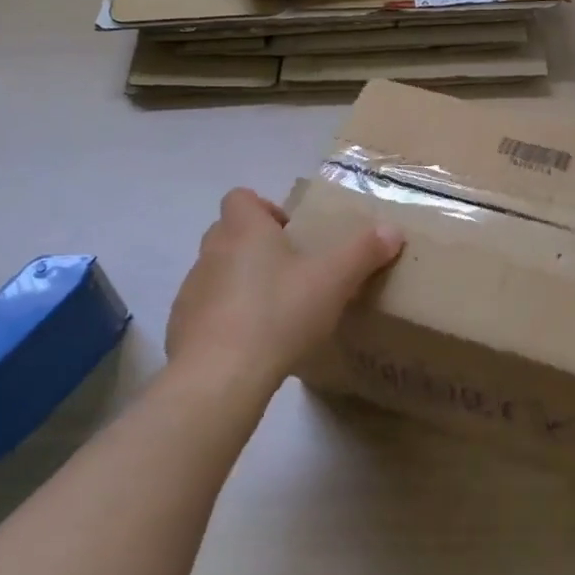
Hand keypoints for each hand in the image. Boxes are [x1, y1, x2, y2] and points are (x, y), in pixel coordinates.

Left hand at [165, 188, 402, 391]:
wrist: (221, 376)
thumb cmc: (279, 312)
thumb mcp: (334, 280)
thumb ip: (364, 252)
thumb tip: (393, 230)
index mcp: (244, 230)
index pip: (241, 198)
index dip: (265, 208)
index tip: (291, 233)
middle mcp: (211, 251)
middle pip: (229, 234)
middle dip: (256, 247)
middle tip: (291, 272)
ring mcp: (191, 290)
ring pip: (216, 273)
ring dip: (239, 283)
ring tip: (274, 312)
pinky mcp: (181, 328)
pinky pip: (205, 313)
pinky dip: (225, 320)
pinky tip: (251, 346)